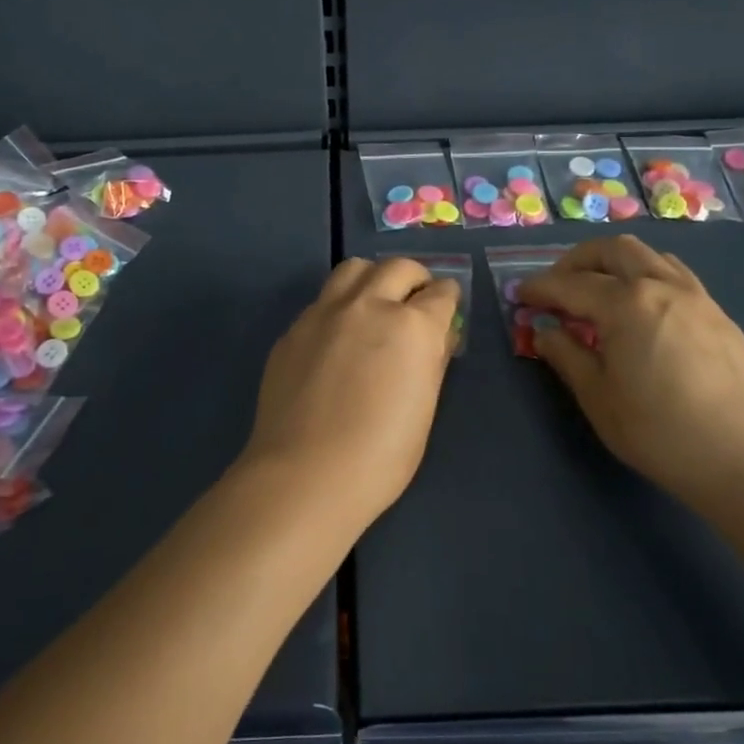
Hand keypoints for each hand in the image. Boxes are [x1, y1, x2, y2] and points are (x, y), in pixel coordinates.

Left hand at [239, 257, 461, 534]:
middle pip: (398, 268)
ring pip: (354, 269)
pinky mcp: (294, 328)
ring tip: (375, 303)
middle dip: (415, 279)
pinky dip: (340, 306)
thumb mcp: (424, 410)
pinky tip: (337, 338)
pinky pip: (323, 300)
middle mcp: (369, 305)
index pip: (441, 293)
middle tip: (416, 300)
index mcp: (411, 326)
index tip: (447, 308)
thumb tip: (438, 337)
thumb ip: (432, 362)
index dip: (448, 299)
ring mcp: (325, 312)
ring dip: (373, 278)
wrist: (304, 475)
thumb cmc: (379, 456)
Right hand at [519, 237, 743, 509]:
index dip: (539, 288)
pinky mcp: (718, 315)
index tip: (519, 295)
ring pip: (649, 256)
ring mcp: (696, 297)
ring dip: (615, 262)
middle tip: (558, 285)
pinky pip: (675, 275)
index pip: (570, 285)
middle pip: (613, 250)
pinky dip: (647, 275)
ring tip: (598, 290)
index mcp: (626, 304)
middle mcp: (661, 286)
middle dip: (577, 260)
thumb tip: (545, 332)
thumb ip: (566, 356)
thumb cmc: (660, 432)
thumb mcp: (598, 397)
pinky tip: (642, 307)